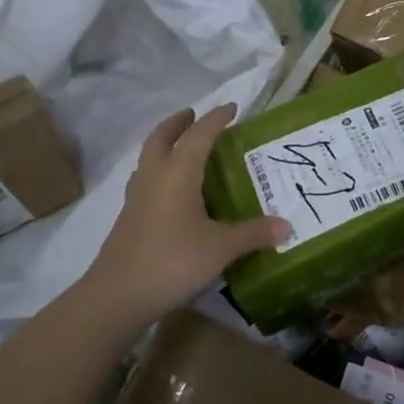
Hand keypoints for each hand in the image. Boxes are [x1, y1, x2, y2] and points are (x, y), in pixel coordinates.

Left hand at [85, 104, 287, 325]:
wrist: (117, 296)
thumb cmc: (172, 261)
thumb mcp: (220, 248)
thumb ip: (253, 234)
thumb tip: (287, 226)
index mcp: (178, 172)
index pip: (199, 135)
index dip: (216, 119)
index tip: (232, 108)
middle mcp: (154, 176)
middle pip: (162, 136)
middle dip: (179, 122)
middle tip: (195, 116)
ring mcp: (137, 196)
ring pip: (149, 156)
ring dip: (165, 143)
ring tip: (183, 146)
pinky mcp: (129, 216)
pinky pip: (146, 178)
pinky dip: (160, 169)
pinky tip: (171, 189)